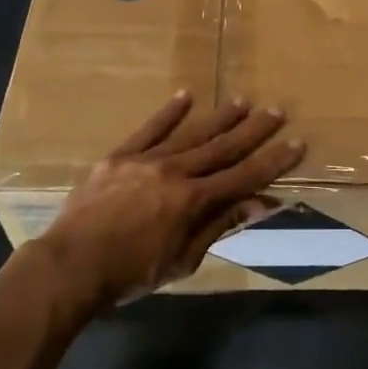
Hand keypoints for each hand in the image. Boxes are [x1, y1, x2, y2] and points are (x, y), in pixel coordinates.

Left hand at [37, 92, 304, 302]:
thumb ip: (218, 225)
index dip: (272, 161)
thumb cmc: (130, 273)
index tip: (296, 143)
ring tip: (242, 101)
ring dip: (219, 117)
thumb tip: (259, 203)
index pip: (243, 177)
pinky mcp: (120, 156)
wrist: (71, 265)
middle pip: (221, 147)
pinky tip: (186, 95)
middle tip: (277, 111)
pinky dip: (169, 112)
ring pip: (191, 133)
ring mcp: (146, 160)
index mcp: (193, 201)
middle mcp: (175, 172)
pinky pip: (149, 129)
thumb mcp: (182, 260)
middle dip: (253, 130)